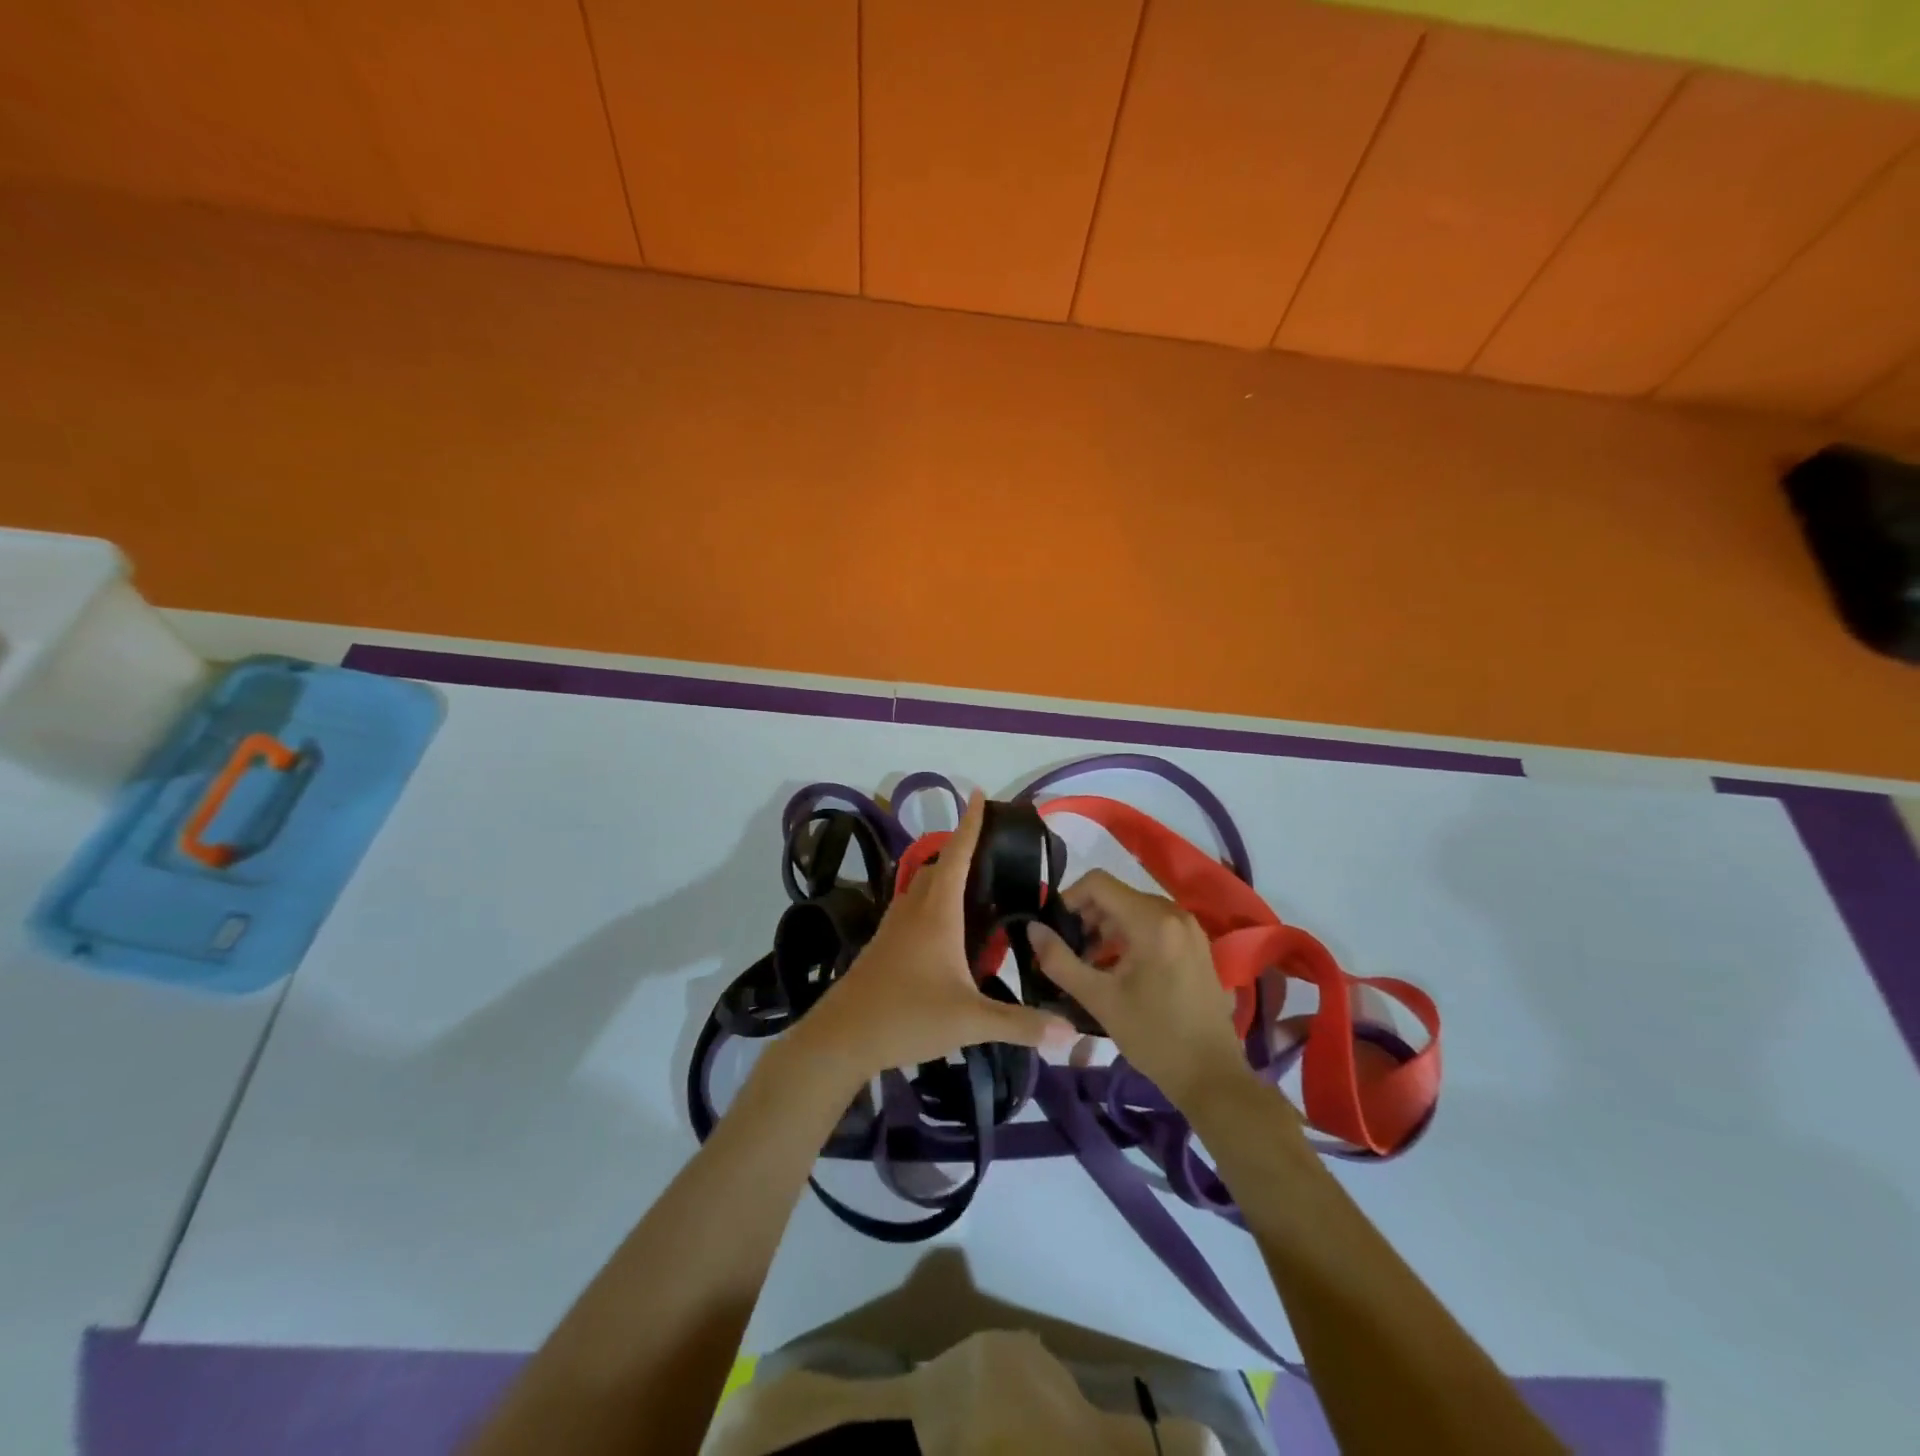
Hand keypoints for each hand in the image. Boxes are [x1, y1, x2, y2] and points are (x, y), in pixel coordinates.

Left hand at [783, 791, 1071, 1088]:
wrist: (842, 1037)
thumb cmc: (906, 1015)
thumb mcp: (969, 1021)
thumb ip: (1020, 1024)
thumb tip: (1070, 1033)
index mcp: (937, 912)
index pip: (957, 855)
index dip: (970, 824)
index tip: (977, 793)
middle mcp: (914, 909)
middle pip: (940, 866)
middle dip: (963, 850)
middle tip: (995, 850)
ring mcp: (895, 926)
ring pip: (923, 887)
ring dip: (947, 876)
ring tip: (977, 885)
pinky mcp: (885, 945)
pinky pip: (914, 908)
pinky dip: (935, 902)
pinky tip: (948, 929)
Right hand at [1028, 870, 1255, 1110]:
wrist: (1211, 1075)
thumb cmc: (1153, 1036)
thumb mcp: (1098, 999)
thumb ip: (1059, 960)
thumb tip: (1032, 928)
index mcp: (1151, 920)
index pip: (1098, 882)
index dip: (1069, 899)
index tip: (1056, 930)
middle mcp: (1174, 913)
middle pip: (1116, 895)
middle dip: (1087, 917)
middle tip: (1070, 952)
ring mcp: (1189, 927)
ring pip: (1134, 909)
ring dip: (1106, 928)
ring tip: (1091, 964)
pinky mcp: (1196, 943)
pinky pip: (1153, 923)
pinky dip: (1130, 936)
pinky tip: (1119, 970)